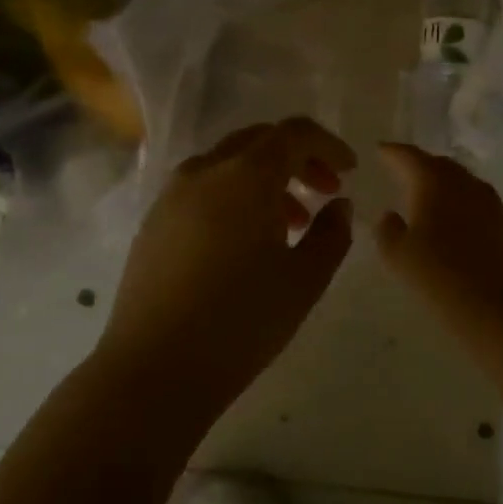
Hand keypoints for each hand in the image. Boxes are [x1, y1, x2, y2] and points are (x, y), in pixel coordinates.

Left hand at [97, 118, 356, 383]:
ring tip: (290, 224)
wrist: (155, 369)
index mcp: (245, 176)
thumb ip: (332, 234)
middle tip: (325, 192)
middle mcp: (204, 172)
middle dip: (298, 159)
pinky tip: (244, 242)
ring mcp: (171, 196)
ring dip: (266, 179)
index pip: (293, 133)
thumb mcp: (304, 281)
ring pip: (228, 164)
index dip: (328, 145)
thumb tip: (339, 206)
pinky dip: (233, 196)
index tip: (349, 171)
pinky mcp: (153, 222)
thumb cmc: (241, 323)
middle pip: (259, 141)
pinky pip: (202, 188)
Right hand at [374, 144, 502, 334]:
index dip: (391, 152)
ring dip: (439, 182)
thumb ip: (387, 229)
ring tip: (421, 193)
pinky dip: (456, 200)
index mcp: (434, 181)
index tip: (379, 150)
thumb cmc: (440, 277)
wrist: (499, 308)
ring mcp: (489, 200)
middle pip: (437, 164)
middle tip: (399, 170)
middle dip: (417, 165)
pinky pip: (472, 199)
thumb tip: (390, 215)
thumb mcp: (397, 256)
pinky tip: (448, 217)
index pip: (408, 156)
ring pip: (458, 180)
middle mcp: (464, 182)